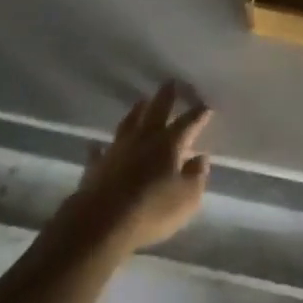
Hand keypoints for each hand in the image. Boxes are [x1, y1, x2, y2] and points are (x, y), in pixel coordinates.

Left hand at [59, 83, 211, 255]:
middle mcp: (144, 138)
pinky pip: (99, 152)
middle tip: (171, 81)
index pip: (188, 123)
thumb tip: (201, 158)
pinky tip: (96, 145)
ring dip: (136, 111)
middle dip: (166, 96)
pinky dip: (100, 148)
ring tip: (141, 101)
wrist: (102, 221)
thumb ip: (196, 177)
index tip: (206, 105)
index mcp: (169, 144)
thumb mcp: (186, 199)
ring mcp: (118, 149)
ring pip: (129, 123)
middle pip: (157, 110)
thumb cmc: (152, 210)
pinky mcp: (97, 165)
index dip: (199, 114)